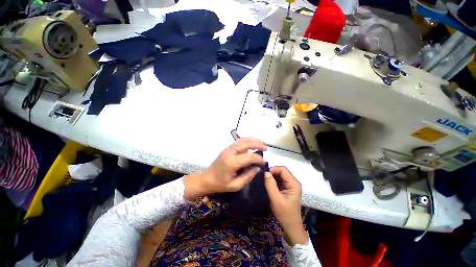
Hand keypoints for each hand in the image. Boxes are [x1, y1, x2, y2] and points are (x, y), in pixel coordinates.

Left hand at [184, 138, 266, 199]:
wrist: (206, 178)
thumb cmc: (220, 184)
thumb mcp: (235, 185)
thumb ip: (248, 176)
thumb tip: (257, 167)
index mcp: (232, 162)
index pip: (249, 157)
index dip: (258, 159)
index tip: (263, 162)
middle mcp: (230, 152)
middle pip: (246, 144)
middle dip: (257, 144)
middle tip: (266, 147)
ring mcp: (227, 149)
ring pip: (242, 140)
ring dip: (253, 140)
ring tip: (261, 142)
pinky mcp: (227, 148)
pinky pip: (238, 141)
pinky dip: (247, 140)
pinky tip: (252, 141)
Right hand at [264, 166, 307, 245]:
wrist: (291, 226)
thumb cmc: (285, 213)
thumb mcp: (276, 199)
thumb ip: (270, 185)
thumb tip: (265, 172)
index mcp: (293, 183)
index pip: (283, 169)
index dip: (273, 169)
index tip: (264, 173)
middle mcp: (293, 182)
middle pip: (282, 171)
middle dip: (272, 172)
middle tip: (263, 177)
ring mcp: (291, 185)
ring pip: (280, 175)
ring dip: (272, 176)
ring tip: (264, 179)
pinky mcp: (288, 188)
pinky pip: (280, 180)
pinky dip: (274, 180)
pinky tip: (268, 184)